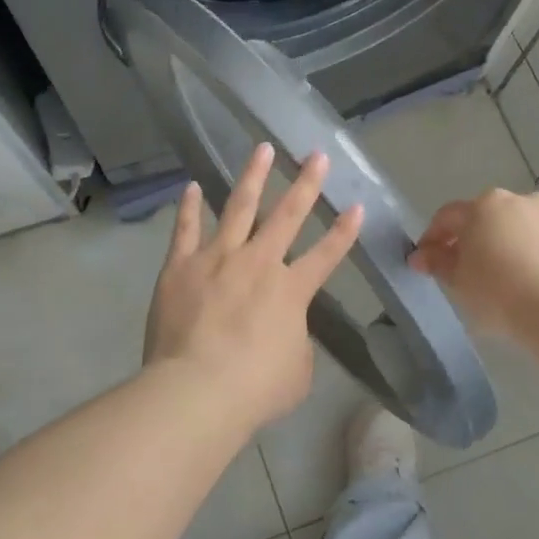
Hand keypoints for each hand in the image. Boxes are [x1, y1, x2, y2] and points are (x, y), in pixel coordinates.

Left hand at [144, 144, 363, 428]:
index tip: (357, 206)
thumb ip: (296, 341)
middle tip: (316, 155)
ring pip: (238, 207)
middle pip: (287, 215)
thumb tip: (286, 329)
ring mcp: (217, 258)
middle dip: (306, 184)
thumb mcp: (296, 372)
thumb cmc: (255, 389)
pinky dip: (189, 208)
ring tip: (262, 149)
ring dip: (253, 177)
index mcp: (291, 290)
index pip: (326, 255)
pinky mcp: (181, 266)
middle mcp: (258, 263)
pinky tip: (190, 186)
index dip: (344, 231)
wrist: (198, 389)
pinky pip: (186, 229)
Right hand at [407, 188, 538, 336]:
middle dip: (475, 239)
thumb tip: (422, 255)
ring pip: (523, 229)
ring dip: (511, 246)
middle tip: (468, 270)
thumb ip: (437, 262)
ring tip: (508, 279)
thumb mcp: (457, 281)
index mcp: (484, 206)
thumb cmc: (498, 292)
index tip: (426, 261)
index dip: (433, 238)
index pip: (448, 217)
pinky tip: (538, 285)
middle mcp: (521, 202)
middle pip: (489, 218)